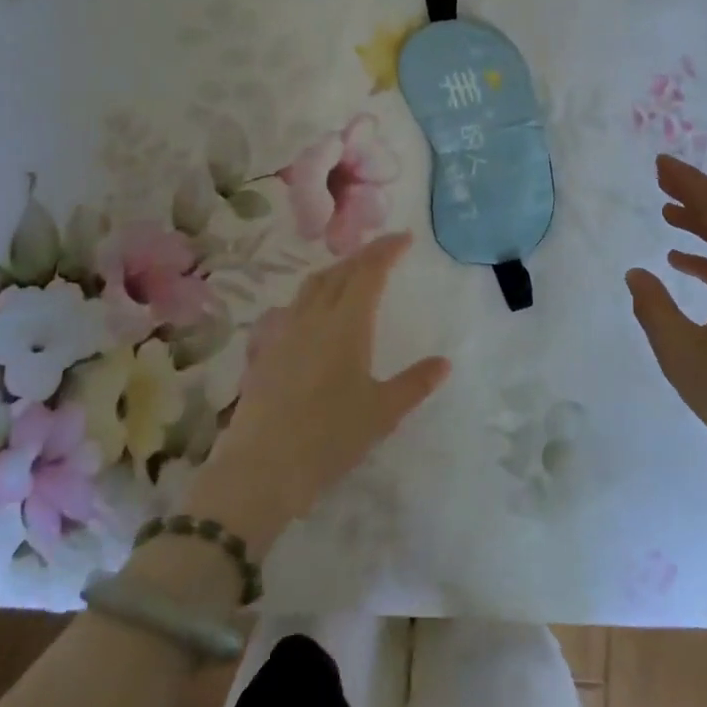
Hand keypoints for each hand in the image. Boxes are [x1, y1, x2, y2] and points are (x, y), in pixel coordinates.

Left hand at [183, 232, 448, 555]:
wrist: (262, 468)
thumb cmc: (330, 437)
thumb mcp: (382, 413)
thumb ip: (414, 383)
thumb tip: (444, 362)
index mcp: (346, 324)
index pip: (368, 272)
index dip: (387, 250)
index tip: (405, 237)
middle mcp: (313, 318)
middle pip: (339, 272)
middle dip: (364, 255)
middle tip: (383, 251)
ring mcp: (284, 332)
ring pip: (311, 286)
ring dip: (335, 271)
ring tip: (350, 274)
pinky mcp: (264, 351)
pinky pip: (290, 309)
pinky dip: (309, 299)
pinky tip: (309, 314)